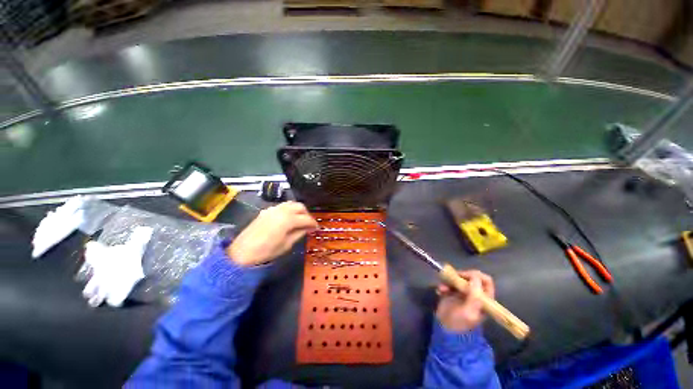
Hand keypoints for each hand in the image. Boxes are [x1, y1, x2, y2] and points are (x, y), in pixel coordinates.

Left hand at [228, 201, 318, 265]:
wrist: (242, 252)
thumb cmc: (266, 251)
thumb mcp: (287, 244)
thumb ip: (299, 233)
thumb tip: (308, 228)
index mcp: (288, 219)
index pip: (306, 218)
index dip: (313, 223)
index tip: (317, 228)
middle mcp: (282, 210)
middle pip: (300, 206)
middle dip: (307, 214)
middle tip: (308, 224)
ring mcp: (273, 209)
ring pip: (291, 204)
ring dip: (298, 210)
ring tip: (300, 220)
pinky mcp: (266, 211)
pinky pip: (282, 206)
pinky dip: (289, 210)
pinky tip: (288, 219)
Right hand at [435, 270, 494, 331]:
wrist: (445, 331)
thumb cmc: (460, 323)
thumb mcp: (469, 311)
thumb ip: (475, 295)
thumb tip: (475, 276)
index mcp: (484, 299)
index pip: (486, 281)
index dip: (475, 275)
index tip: (464, 277)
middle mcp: (474, 294)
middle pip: (470, 277)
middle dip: (459, 277)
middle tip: (451, 280)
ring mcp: (462, 293)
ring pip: (458, 278)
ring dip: (449, 280)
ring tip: (442, 288)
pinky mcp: (451, 292)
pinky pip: (448, 283)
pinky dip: (443, 285)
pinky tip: (439, 291)